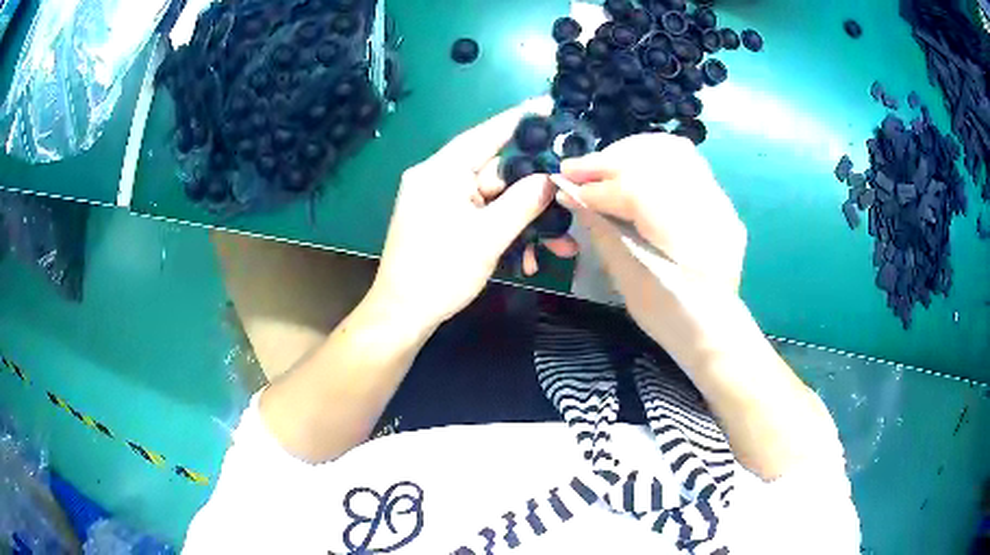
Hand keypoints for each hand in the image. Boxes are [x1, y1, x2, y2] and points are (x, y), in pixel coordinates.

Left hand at [369, 99, 577, 329]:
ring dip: (523, 224)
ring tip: (556, 249)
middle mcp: (438, 178)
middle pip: (496, 174)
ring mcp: (439, 201)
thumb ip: (523, 202)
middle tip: (568, 204)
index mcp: (441, 171)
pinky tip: (525, 260)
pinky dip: (503, 233)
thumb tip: (550, 179)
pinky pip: (480, 216)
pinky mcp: (442, 221)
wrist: (402, 315)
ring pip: (493, 200)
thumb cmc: (440, 272)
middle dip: (534, 196)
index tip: (548, 105)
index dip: (520, 120)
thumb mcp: (489, 237)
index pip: (487, 134)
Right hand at [558, 133, 747, 365]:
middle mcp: (712, 212)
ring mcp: (721, 203)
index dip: (599, 187)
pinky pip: (686, 163)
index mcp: (690, 242)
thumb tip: (572, 195)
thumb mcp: (628, 281)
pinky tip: (631, 168)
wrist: (713, 330)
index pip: (641, 192)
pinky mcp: (720, 201)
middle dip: (610, 160)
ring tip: (602, 164)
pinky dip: (652, 158)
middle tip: (576, 168)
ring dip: (631, 153)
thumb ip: (603, 231)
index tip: (566, 186)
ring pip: (674, 152)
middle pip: (658, 160)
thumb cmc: (668, 317)